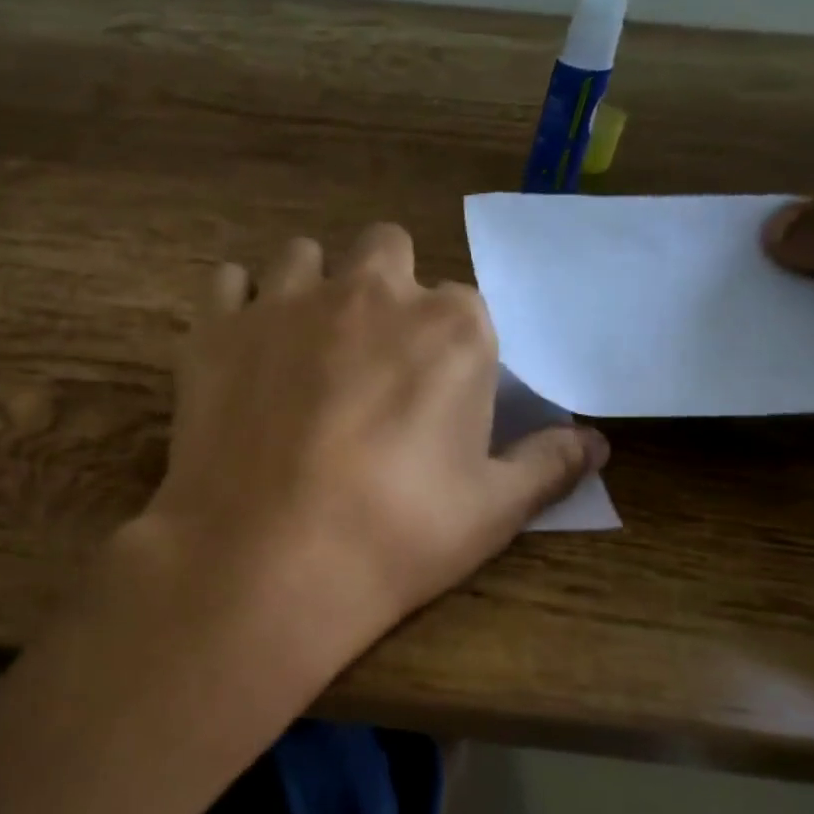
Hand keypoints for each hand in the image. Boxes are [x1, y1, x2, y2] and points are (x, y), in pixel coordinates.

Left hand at [131, 224, 607, 686]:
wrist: (266, 562)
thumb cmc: (393, 537)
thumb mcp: (492, 512)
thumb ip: (548, 464)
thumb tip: (595, 443)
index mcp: (450, 328)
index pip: (463, 307)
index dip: (448, 346)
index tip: (432, 392)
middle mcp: (369, 293)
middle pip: (386, 251)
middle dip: (384, 290)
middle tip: (369, 357)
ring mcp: (286, 303)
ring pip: (304, 257)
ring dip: (311, 288)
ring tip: (301, 348)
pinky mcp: (218, 328)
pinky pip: (228, 283)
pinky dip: (238, 305)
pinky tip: (242, 348)